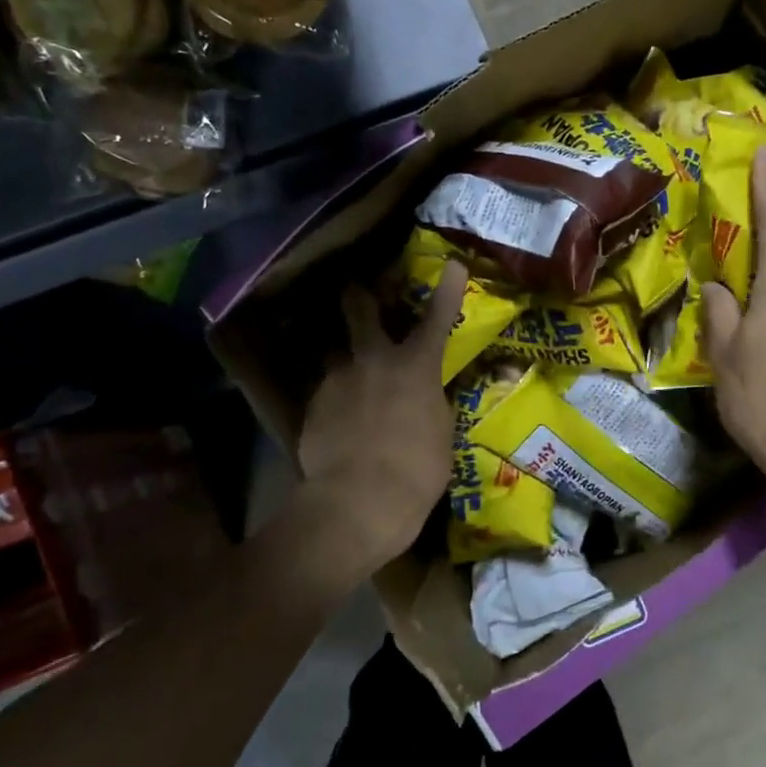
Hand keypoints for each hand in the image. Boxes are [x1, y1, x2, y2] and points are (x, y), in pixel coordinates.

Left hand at [293, 263, 467, 580]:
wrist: (357, 502)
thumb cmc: (417, 471)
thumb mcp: (440, 434)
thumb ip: (431, 405)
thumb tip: (425, 398)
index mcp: (415, 367)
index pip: (437, 319)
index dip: (448, 290)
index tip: (453, 264)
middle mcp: (373, 361)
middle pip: (360, 311)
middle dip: (360, 296)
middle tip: (356, 288)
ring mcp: (337, 380)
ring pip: (334, 352)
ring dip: (343, 357)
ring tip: (346, 374)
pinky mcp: (312, 406)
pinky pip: (325, 391)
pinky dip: (334, 400)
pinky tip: (338, 422)